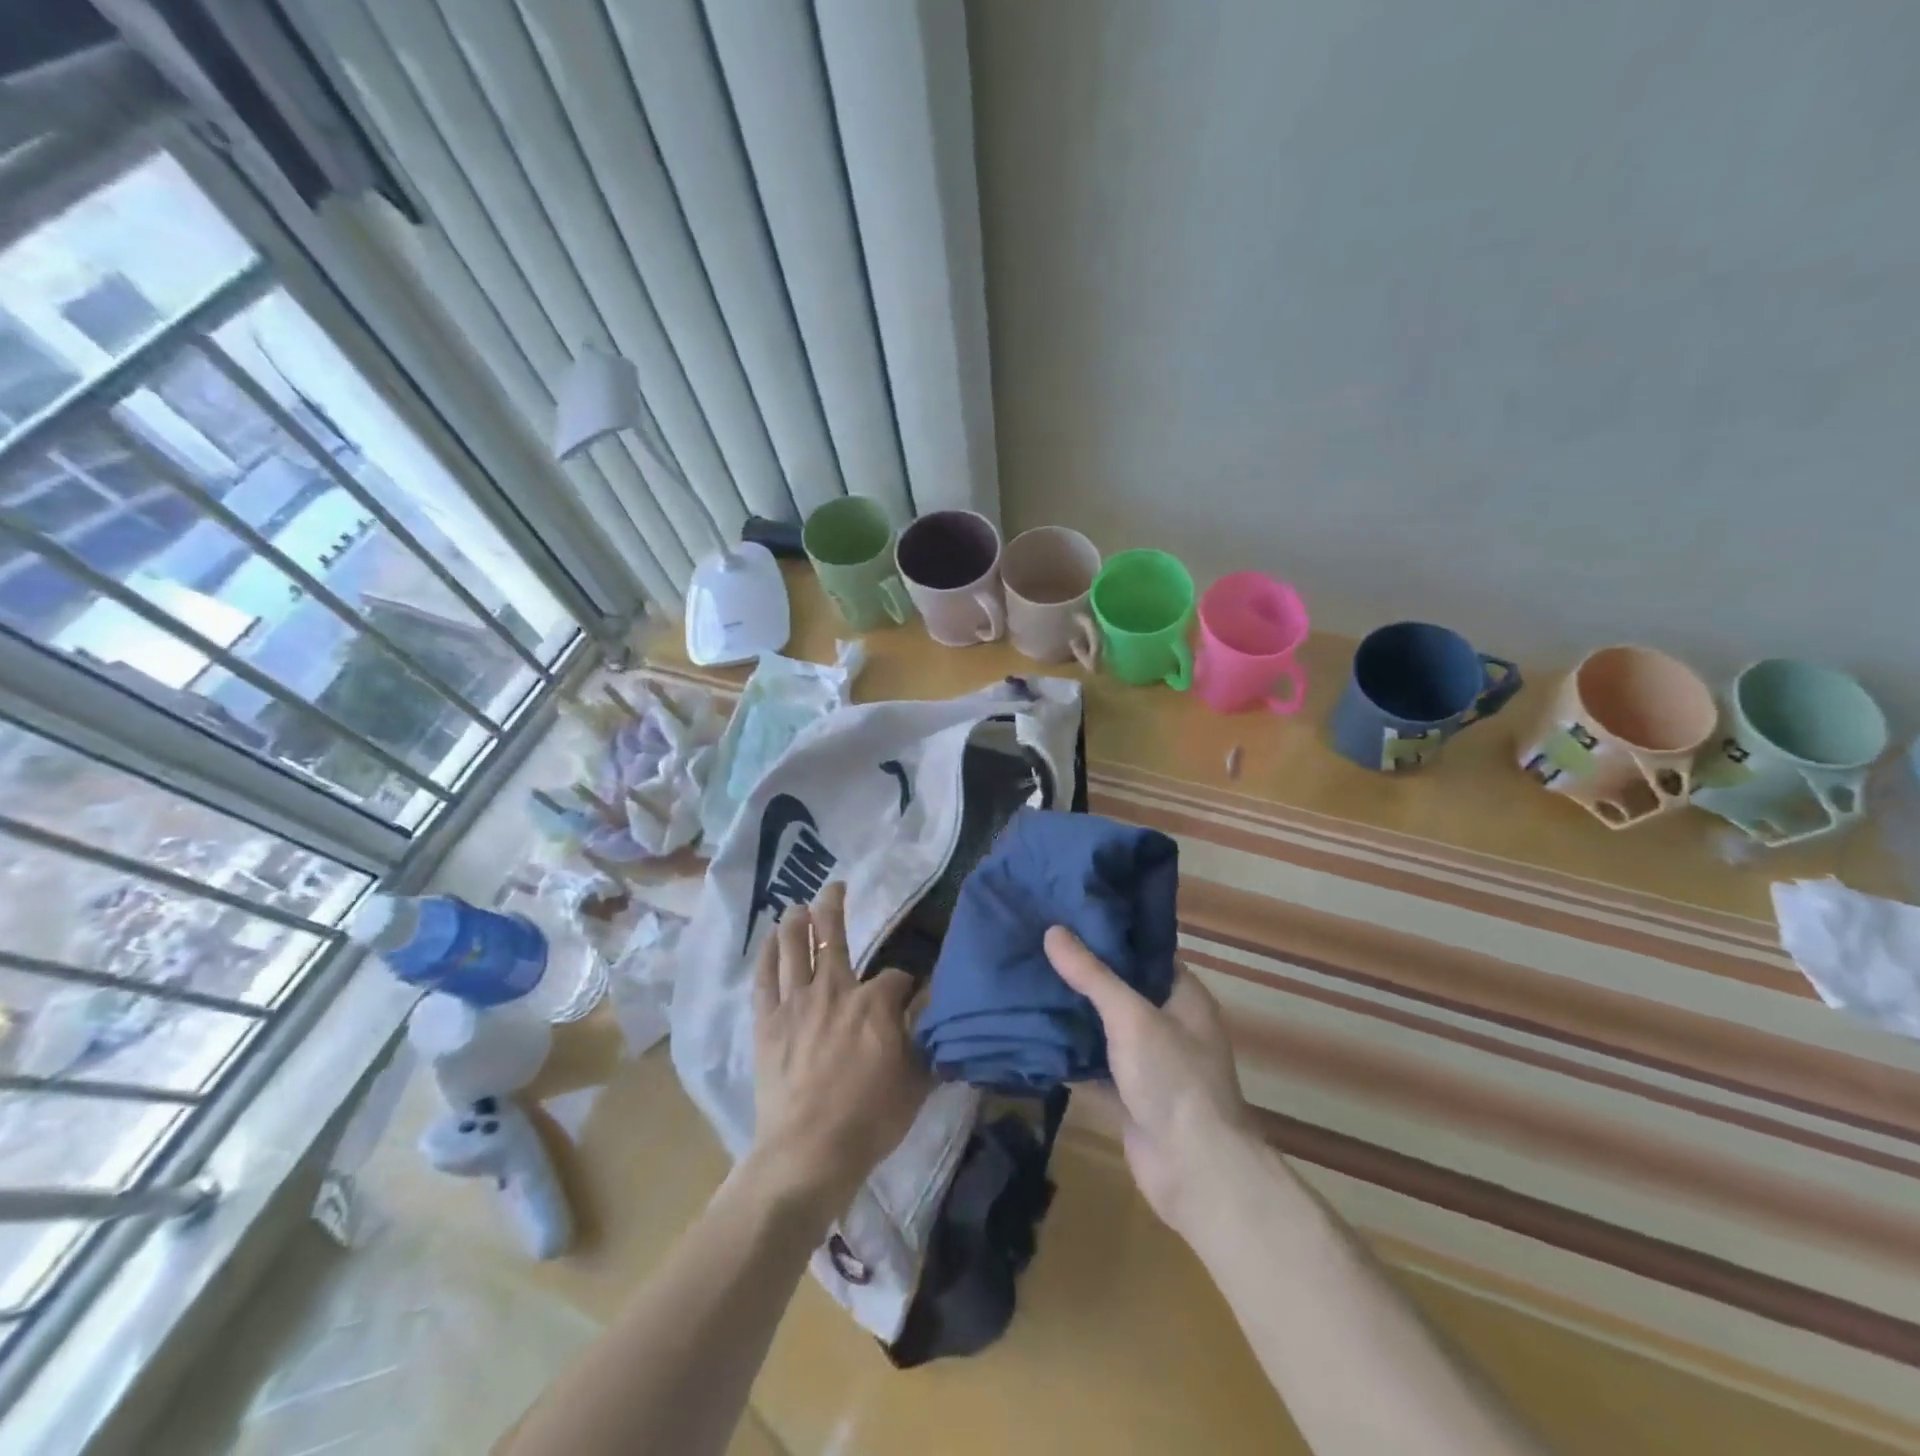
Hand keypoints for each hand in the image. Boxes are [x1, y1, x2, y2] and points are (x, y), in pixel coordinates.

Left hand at [750, 882, 929, 1220]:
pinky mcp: (768, 1022)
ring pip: (794, 948)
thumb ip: (928, 1039)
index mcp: (875, 1003)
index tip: (909, 995)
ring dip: (797, 922)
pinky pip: (764, 978)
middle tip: (835, 887)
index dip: (905, 983)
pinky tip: (770, 939)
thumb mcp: (918, 1079)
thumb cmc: (870, 1119)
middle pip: (833, 937)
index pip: (896, 977)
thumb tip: (937, 1010)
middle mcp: (835, 990)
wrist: (810, 1151)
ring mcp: (796, 1003)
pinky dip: (767, 954)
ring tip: (798, 905)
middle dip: (835, 907)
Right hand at [1045, 927, 1251, 1235]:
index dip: (1112, 936)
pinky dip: (1071, 1056)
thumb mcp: (1131, 1016)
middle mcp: (1171, 1026)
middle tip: (1039, 947)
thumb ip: (1092, 975)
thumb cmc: (1173, 1079)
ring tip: (1029, 982)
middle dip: (1085, 975)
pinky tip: (1034, 1036)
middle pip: (1123, 991)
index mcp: (1184, 998)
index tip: (1071, 918)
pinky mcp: (1131, 1097)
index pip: (1146, 954)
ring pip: (1106, 1030)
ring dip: (1075, 1015)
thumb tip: (1053, 931)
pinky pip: (1096, 1067)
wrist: (1195, 1170)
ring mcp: (1150, 1064)